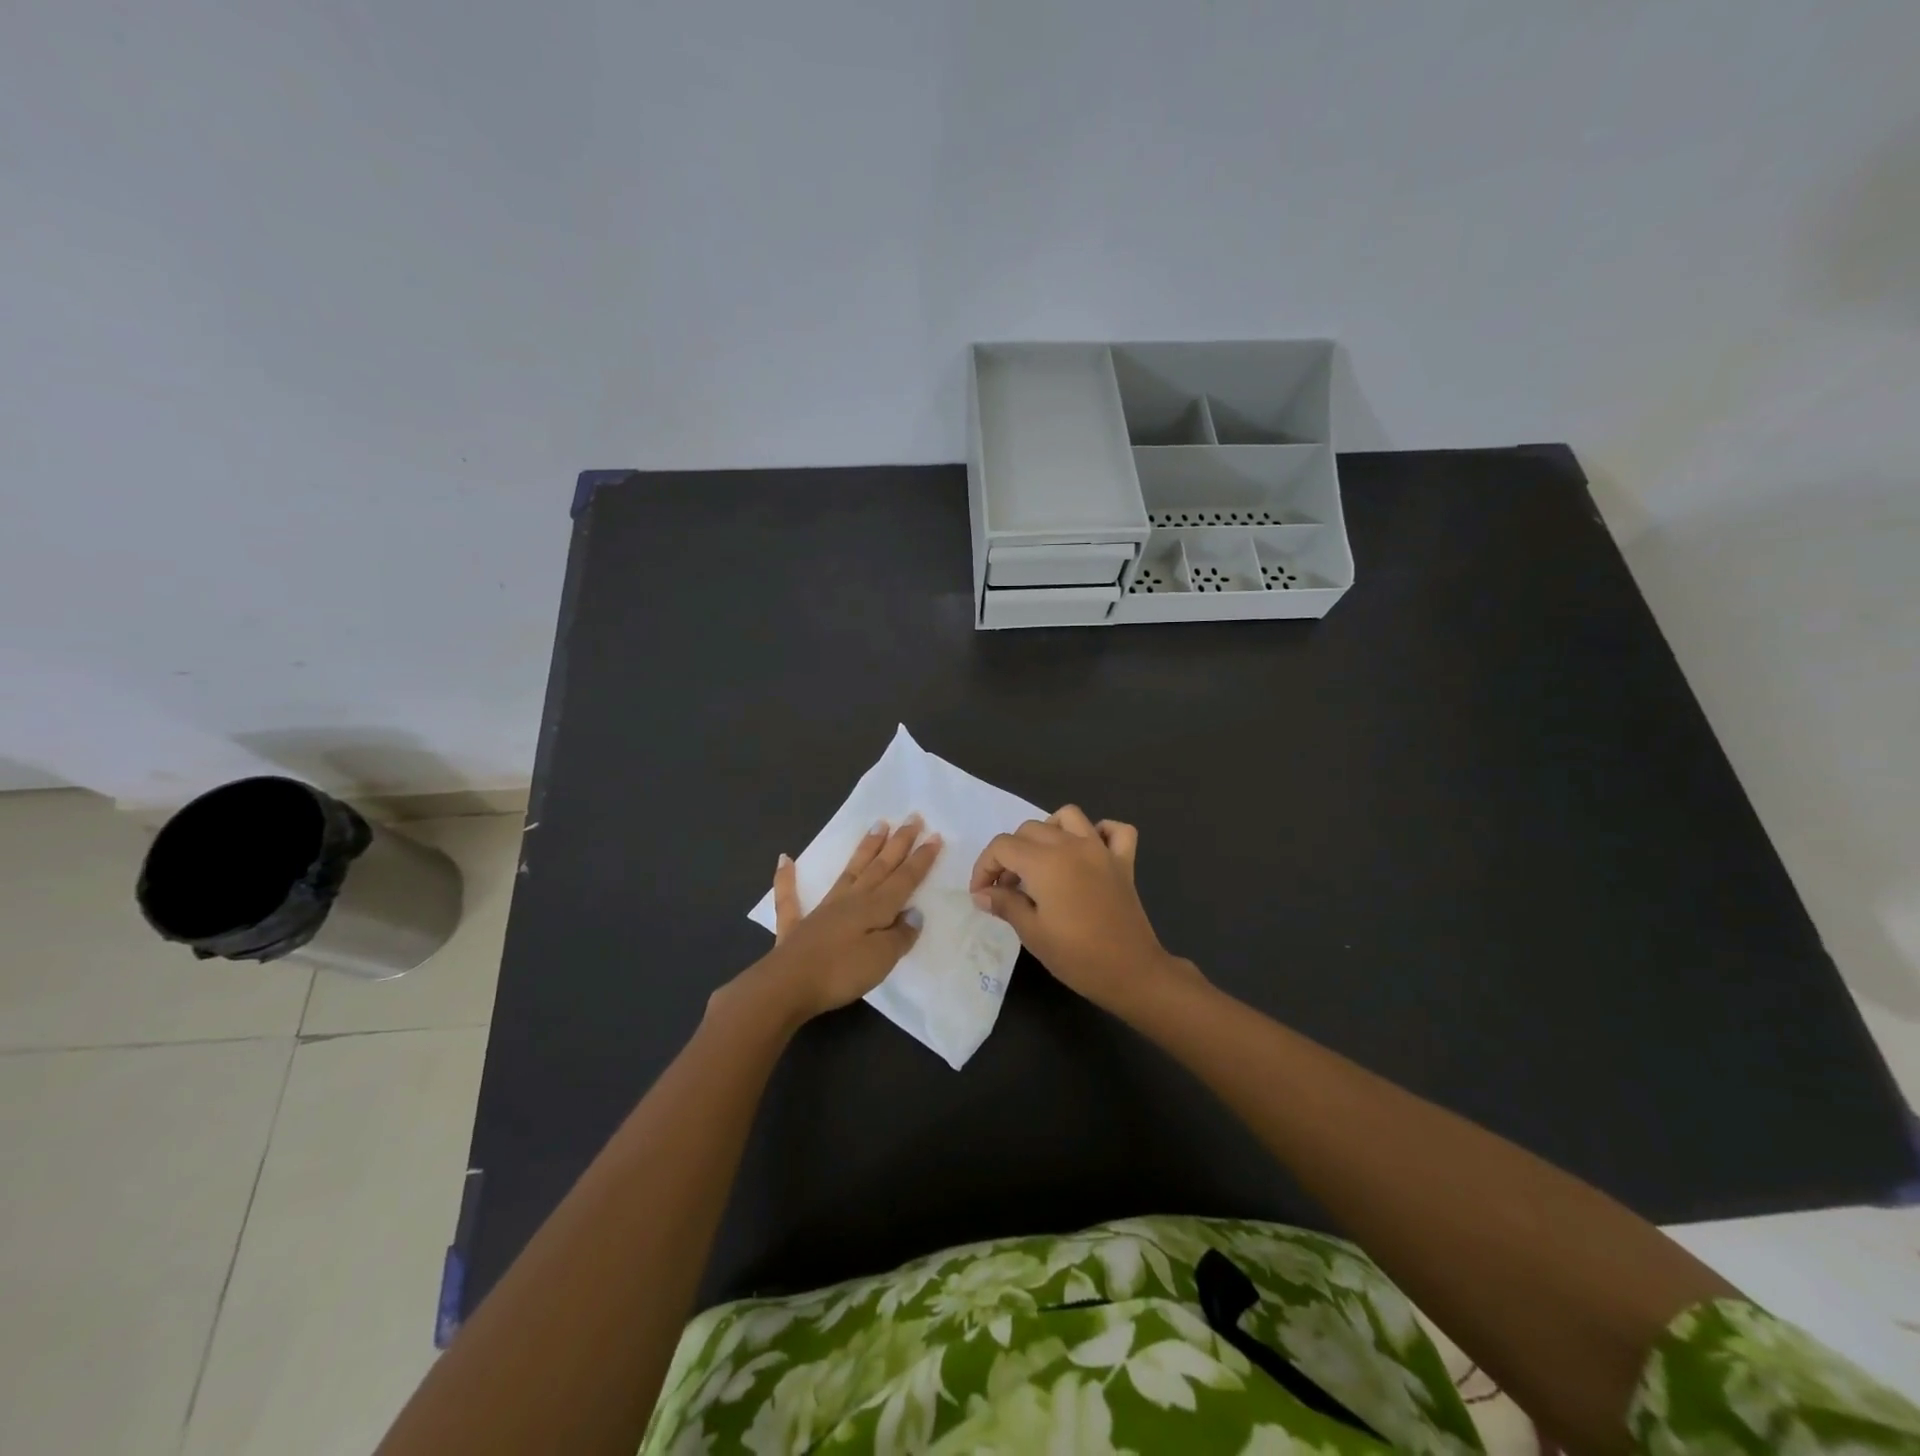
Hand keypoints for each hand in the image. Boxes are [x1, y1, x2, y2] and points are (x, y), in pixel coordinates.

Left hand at [741, 816, 942, 1024]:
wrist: (788, 986)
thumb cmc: (841, 973)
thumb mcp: (882, 958)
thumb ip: (900, 934)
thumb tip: (914, 913)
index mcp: (874, 907)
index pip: (904, 879)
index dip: (921, 859)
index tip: (935, 835)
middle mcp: (851, 900)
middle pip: (880, 866)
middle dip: (899, 843)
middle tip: (913, 817)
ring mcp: (823, 910)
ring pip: (849, 872)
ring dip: (865, 849)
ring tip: (878, 825)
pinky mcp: (797, 926)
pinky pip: (790, 897)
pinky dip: (787, 878)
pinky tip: (784, 859)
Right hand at [969, 806, 1193, 1010]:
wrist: (1131, 972)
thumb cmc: (1076, 956)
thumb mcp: (1032, 933)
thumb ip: (1005, 904)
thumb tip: (982, 894)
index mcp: (1045, 862)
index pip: (1002, 847)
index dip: (984, 868)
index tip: (982, 894)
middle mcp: (1072, 845)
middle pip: (1029, 829)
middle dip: (1010, 854)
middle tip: (1007, 888)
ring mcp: (1101, 850)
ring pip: (1068, 817)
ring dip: (1048, 831)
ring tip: (1041, 861)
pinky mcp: (1124, 862)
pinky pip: (1114, 830)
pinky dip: (1100, 832)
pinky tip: (1089, 852)